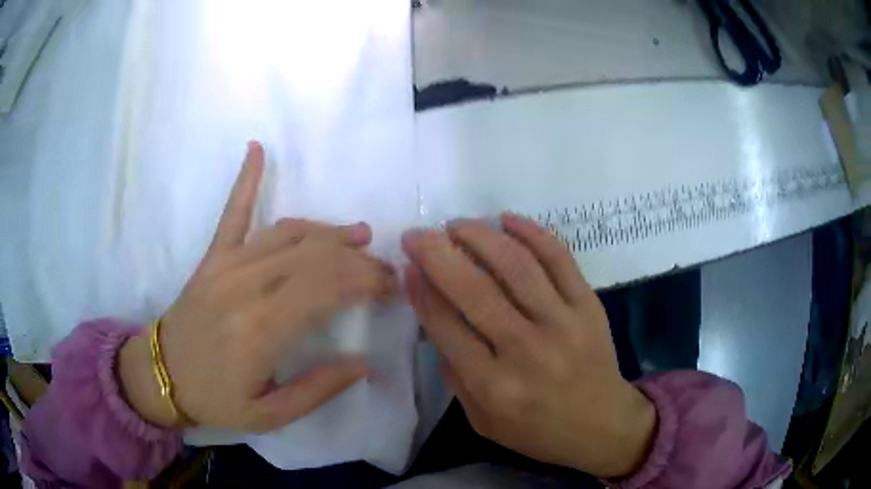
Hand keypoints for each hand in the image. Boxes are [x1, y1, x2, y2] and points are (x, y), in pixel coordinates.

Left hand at [118, 141, 397, 431]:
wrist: (162, 376)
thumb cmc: (215, 400)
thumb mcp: (270, 414)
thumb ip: (317, 390)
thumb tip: (361, 362)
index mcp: (260, 329)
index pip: (327, 287)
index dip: (367, 280)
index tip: (391, 287)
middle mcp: (244, 286)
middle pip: (314, 256)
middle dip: (358, 259)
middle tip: (384, 269)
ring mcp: (225, 265)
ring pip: (287, 233)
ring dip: (328, 231)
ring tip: (358, 234)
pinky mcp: (211, 258)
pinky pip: (232, 213)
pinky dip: (246, 180)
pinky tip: (257, 149)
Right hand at [402, 214, 655, 477]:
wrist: (602, 425)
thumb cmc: (538, 430)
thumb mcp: (482, 421)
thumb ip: (456, 375)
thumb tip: (436, 319)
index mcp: (494, 386)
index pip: (446, 326)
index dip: (422, 291)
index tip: (408, 267)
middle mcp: (526, 350)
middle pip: (474, 290)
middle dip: (437, 254)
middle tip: (417, 235)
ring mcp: (563, 323)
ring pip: (516, 266)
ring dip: (480, 236)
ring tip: (456, 224)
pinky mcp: (589, 306)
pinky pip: (559, 259)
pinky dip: (533, 232)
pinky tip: (507, 219)